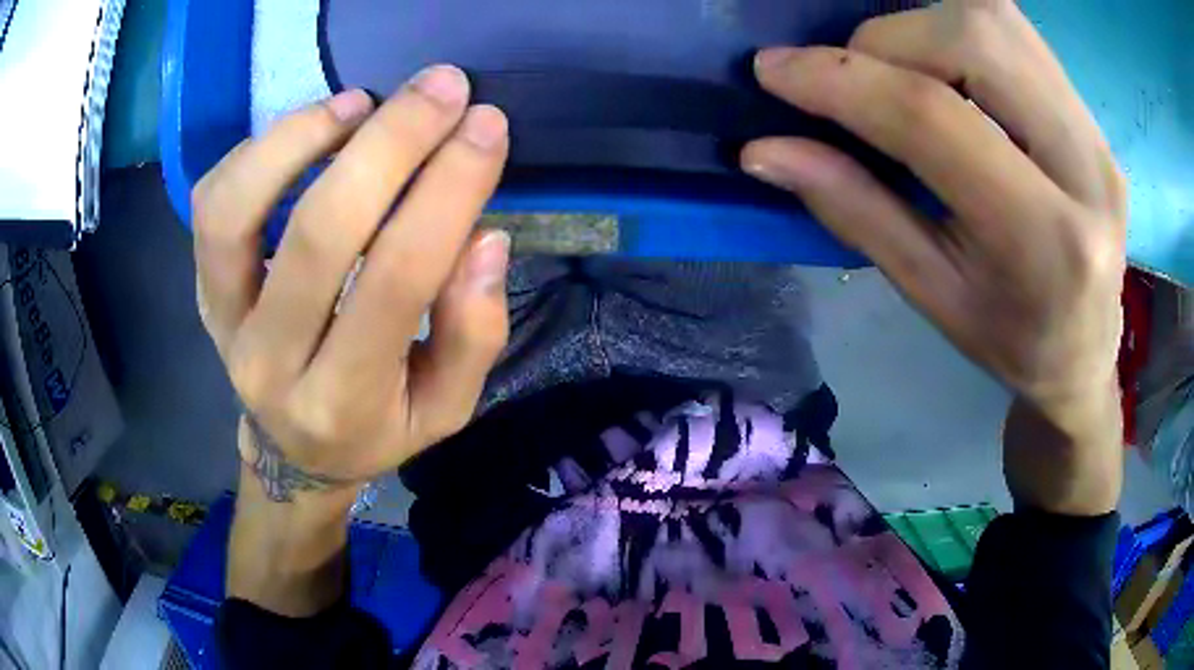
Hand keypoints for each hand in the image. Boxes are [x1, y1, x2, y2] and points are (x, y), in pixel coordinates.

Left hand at [194, 65, 511, 503]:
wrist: (293, 451)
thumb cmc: (375, 427)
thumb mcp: (446, 408)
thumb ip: (473, 335)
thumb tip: (484, 239)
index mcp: (344, 400)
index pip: (397, 278)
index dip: (447, 190)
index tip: (486, 127)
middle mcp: (271, 362)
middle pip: (320, 233)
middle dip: (390, 143)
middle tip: (443, 88)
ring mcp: (224, 322)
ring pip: (234, 211)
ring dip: (301, 137)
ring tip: (363, 101)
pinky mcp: (202, 289)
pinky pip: (211, 205)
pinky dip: (257, 150)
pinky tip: (312, 128)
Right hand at [743, 0, 1125, 514]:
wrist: (1087, 350)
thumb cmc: (1011, 341)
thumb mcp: (932, 294)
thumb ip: (857, 211)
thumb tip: (765, 151)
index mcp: (1046, 242)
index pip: (934, 119)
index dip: (843, 81)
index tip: (773, 71)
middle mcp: (1085, 169)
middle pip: (973, 39)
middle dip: (889, 42)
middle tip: (858, 82)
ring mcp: (1096, 133)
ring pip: (995, 18)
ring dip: (923, 28)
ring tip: (901, 74)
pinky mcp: (1093, 115)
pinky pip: (1015, 30)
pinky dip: (958, 31)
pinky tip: (946, 70)